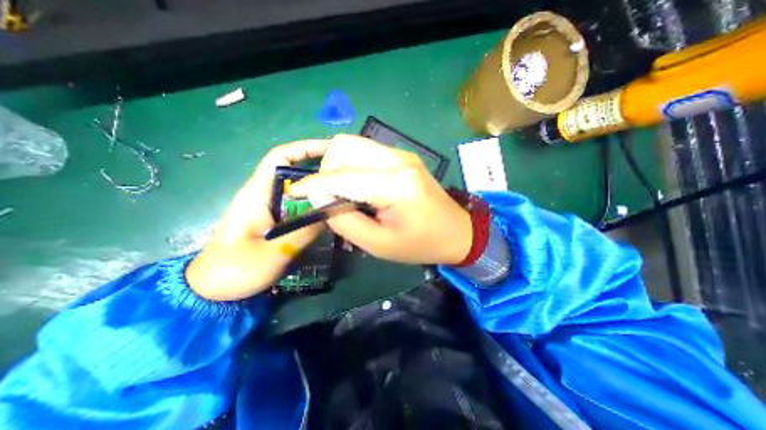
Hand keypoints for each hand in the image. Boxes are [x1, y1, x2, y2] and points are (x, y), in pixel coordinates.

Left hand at [186, 140, 330, 300]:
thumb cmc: (235, 270)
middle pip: (294, 172)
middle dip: (319, 170)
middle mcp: (264, 195)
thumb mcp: (272, 252)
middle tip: (347, 177)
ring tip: (343, 194)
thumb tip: (331, 213)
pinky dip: (315, 206)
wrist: (212, 290)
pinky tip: (329, 214)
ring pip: (299, 191)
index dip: (304, 148)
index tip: (330, 149)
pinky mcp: (275, 221)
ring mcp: (271, 209)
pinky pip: (299, 207)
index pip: (279, 157)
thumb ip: (303, 231)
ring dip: (319, 190)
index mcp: (256, 193)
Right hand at [289, 135, 473, 265]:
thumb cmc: (420, 244)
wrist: (456, 232)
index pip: (341, 176)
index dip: (313, 185)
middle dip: (327, 170)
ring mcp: (402, 154)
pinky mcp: (403, 156)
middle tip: (329, 196)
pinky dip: (352, 165)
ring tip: (343, 192)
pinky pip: (366, 151)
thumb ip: (343, 220)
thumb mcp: (378, 244)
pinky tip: (358, 186)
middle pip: (345, 146)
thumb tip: (318, 197)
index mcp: (395, 184)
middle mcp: (397, 159)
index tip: (294, 193)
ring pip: (354, 145)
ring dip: (339, 166)